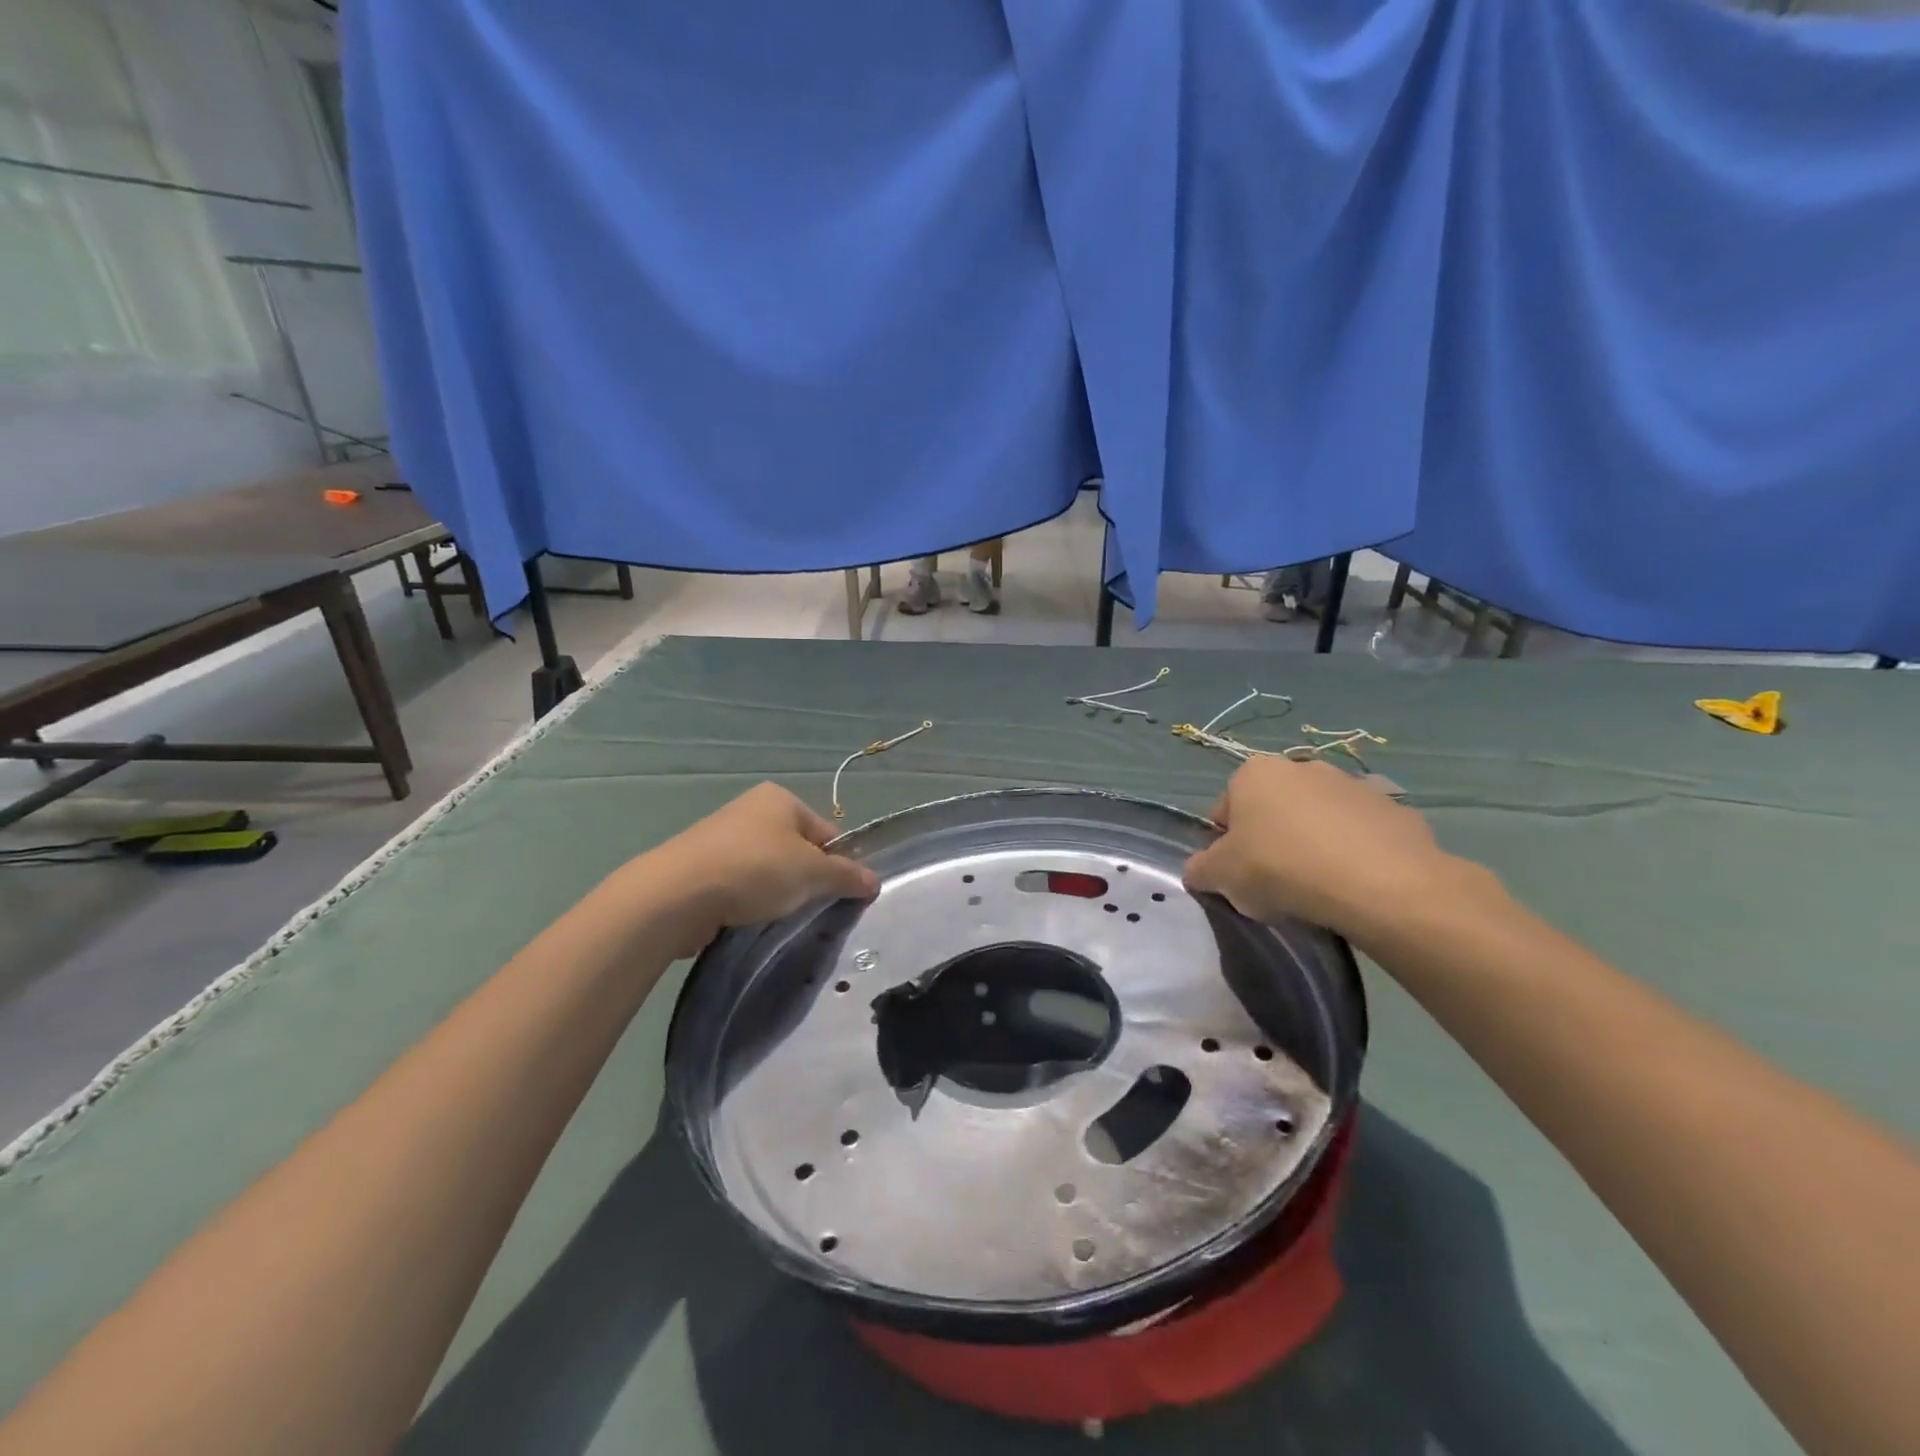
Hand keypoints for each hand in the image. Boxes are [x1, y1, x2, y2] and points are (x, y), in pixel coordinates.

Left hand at [625, 784, 879, 957]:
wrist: (676, 894)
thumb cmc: (754, 870)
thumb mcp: (812, 873)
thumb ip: (846, 876)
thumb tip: (875, 880)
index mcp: (780, 799)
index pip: (825, 832)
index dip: (836, 863)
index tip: (835, 894)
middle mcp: (751, 810)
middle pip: (796, 850)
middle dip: (804, 879)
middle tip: (807, 908)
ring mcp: (721, 837)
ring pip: (767, 869)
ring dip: (775, 892)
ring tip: (774, 917)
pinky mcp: (699, 866)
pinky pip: (738, 883)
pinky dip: (746, 900)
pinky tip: (745, 919)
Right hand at [1183, 756, 1481, 943]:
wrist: (1381, 884)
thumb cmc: (1282, 869)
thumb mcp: (1220, 877)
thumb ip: (1200, 869)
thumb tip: (1199, 870)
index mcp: (1254, 772)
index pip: (1225, 809)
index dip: (1225, 845)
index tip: (1238, 876)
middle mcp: (1303, 766)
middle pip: (1274, 809)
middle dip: (1272, 839)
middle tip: (1276, 883)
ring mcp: (1354, 784)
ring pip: (1320, 819)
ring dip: (1315, 844)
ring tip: (1320, 889)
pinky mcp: (1396, 809)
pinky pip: (1363, 834)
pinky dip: (1357, 853)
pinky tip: (1357, 885)